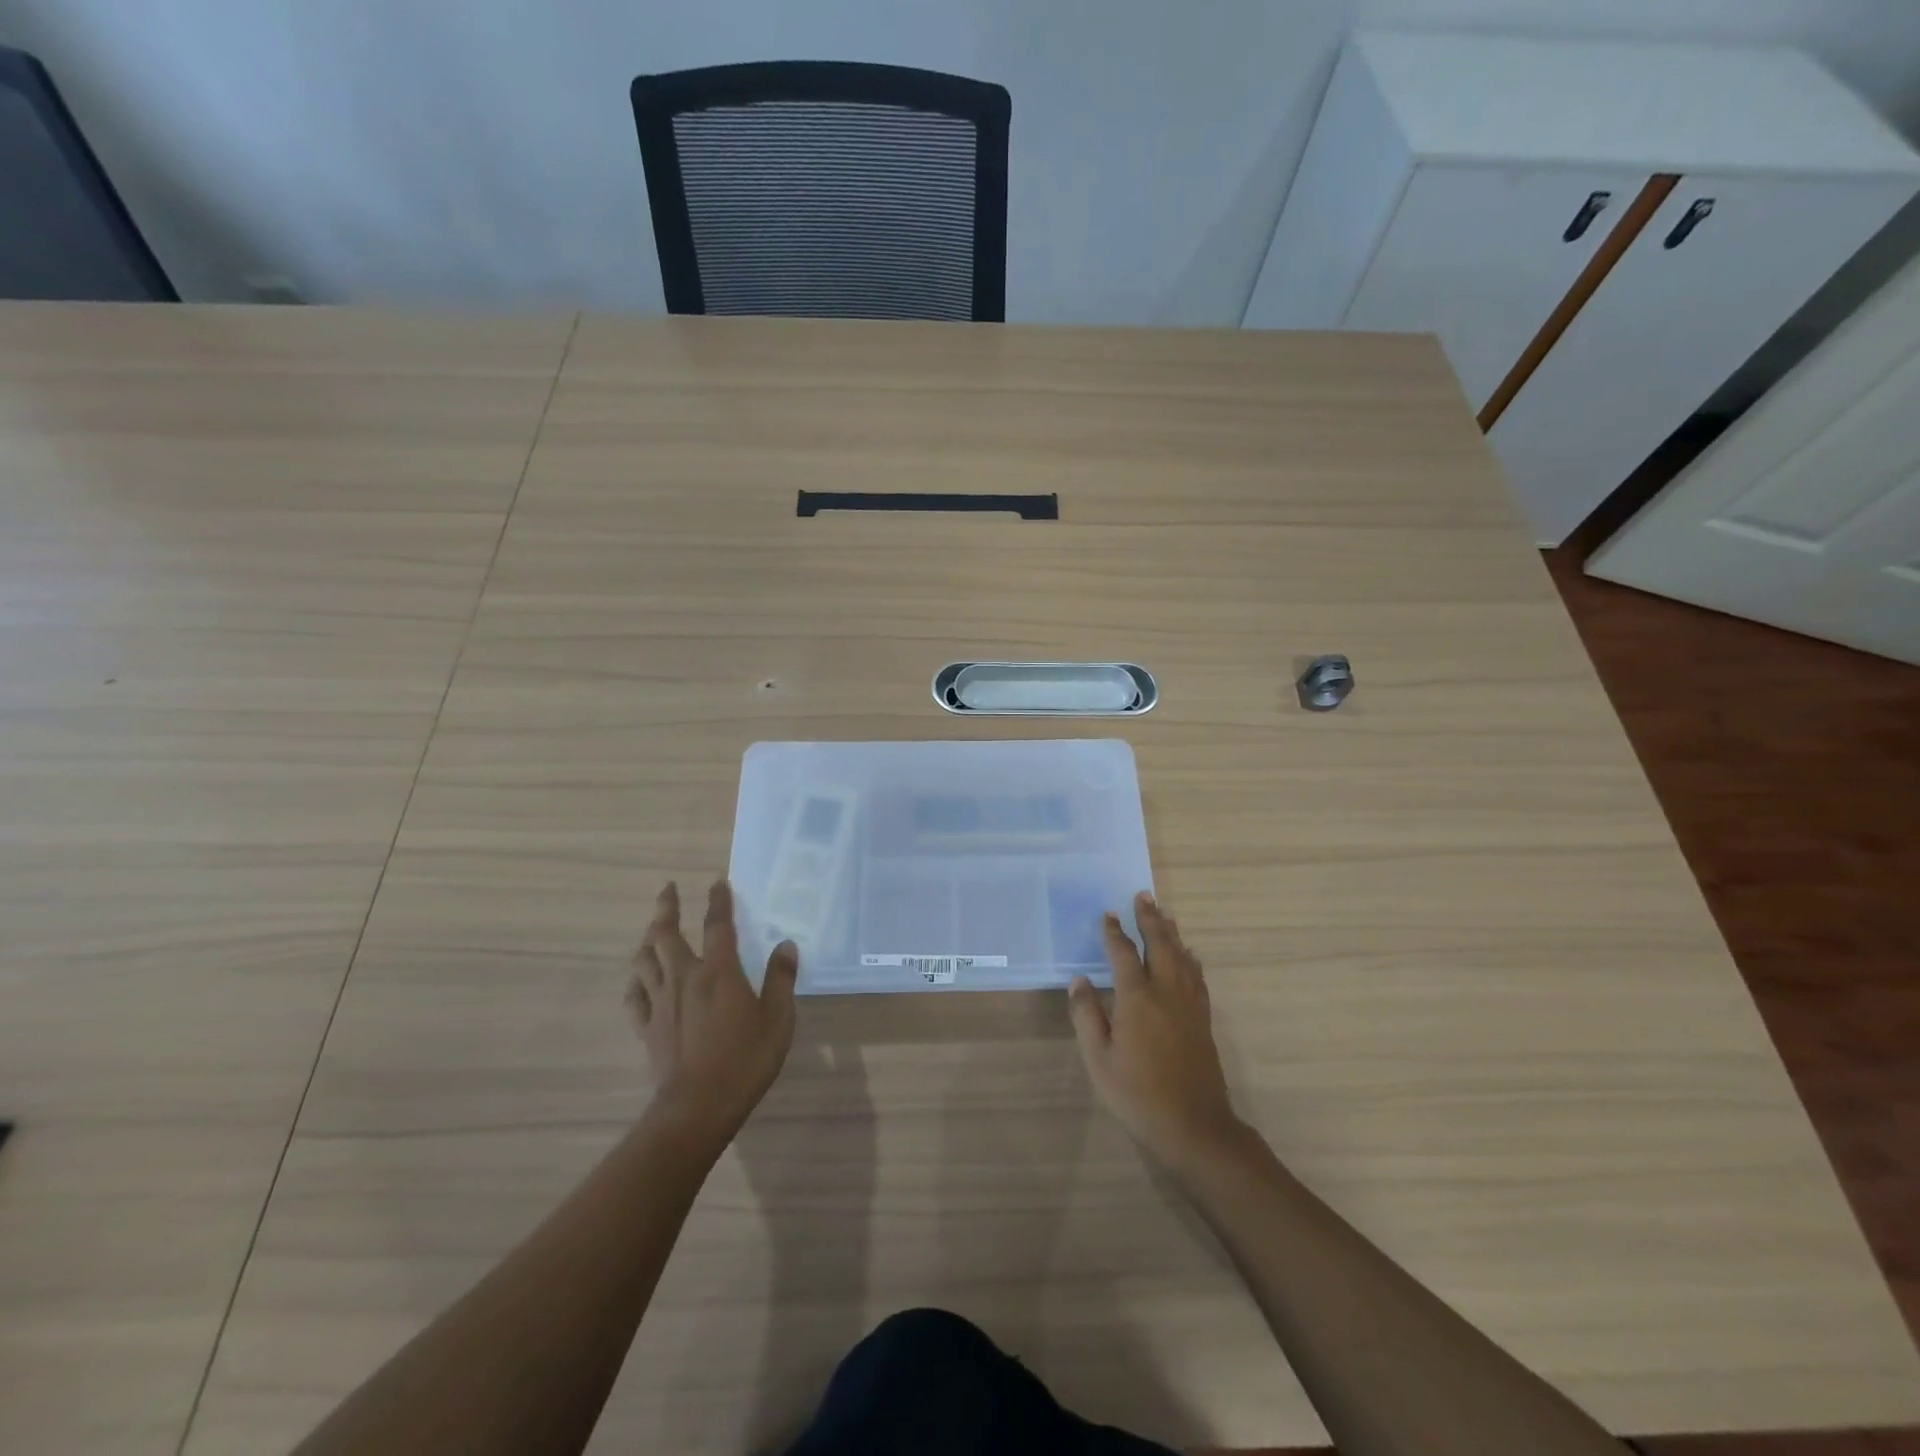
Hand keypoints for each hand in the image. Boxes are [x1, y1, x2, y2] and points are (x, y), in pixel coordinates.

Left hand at [627, 880, 798, 1143]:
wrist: (698, 1107)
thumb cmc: (745, 1060)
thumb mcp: (778, 1019)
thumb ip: (781, 979)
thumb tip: (786, 945)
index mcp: (719, 972)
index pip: (717, 924)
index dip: (718, 900)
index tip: (717, 882)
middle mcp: (684, 978)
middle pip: (665, 933)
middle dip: (666, 907)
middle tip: (668, 890)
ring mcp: (660, 1003)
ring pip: (644, 960)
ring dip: (647, 940)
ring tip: (653, 931)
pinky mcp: (647, 1027)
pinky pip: (633, 997)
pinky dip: (636, 982)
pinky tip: (640, 981)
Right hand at [1069, 892, 1247, 1169]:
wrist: (1193, 1126)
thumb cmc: (1136, 1093)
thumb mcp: (1099, 1058)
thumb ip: (1087, 1015)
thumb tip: (1079, 981)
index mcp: (1138, 998)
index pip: (1124, 954)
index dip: (1114, 932)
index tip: (1107, 914)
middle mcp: (1167, 992)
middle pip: (1160, 945)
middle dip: (1150, 919)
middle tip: (1144, 896)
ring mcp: (1189, 1005)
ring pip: (1182, 957)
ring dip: (1172, 932)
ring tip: (1165, 914)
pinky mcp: (1203, 1019)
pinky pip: (1197, 976)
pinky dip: (1190, 958)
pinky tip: (1189, 955)